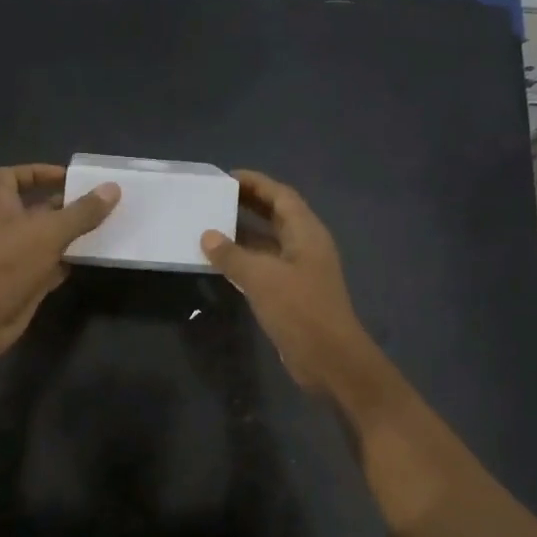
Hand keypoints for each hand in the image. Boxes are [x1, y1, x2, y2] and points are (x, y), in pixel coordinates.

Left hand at [0, 164, 119, 364]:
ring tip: (100, 229)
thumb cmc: (7, 263)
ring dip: (66, 236)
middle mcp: (2, 229)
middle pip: (32, 210)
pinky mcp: (21, 285)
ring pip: (42, 241)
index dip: (36, 172)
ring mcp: (11, 259)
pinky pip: (47, 269)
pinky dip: (65, 264)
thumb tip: (112, 188)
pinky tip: (88, 261)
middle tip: (95, 205)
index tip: (66, 178)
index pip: (9, 177)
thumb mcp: (49, 232)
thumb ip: (81, 212)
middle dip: (61, 206)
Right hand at [201, 170, 380, 398]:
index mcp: (306, 233)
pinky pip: (265, 267)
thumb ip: (232, 255)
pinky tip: (221, 263)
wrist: (329, 359)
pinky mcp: (292, 294)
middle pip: (276, 216)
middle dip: (249, 205)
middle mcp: (305, 246)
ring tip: (211, 225)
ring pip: (269, 243)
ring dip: (244, 234)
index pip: (281, 196)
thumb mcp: (261, 278)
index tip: (227, 177)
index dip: (256, 183)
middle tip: (215, 198)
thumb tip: (207, 236)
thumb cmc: (300, 310)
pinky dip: (245, 260)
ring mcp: (300, 271)